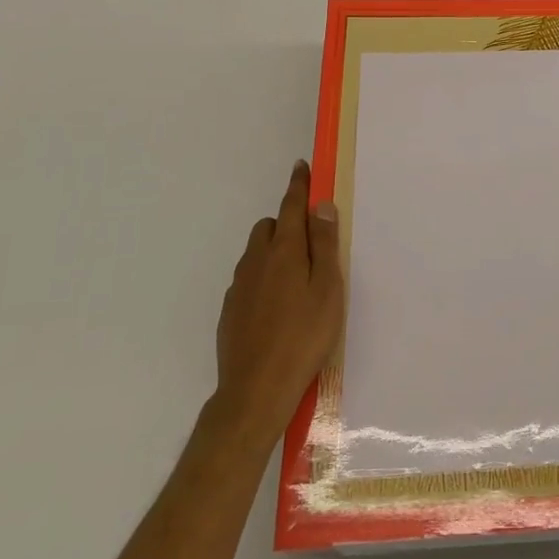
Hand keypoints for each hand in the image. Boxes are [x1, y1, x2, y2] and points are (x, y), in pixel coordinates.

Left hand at [210, 160, 345, 451]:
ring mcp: (239, 287)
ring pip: (256, 253)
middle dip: (287, 224)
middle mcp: (256, 261)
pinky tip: (278, 307)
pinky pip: (249, 279)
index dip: (298, 186)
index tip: (301, 167)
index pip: (291, 207)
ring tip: (297, 280)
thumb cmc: (304, 336)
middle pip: (269, 227)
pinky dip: (263, 278)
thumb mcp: (328, 289)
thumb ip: (325, 245)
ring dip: (275, 251)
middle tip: (311, 244)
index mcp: (284, 252)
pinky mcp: (230, 311)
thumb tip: (320, 206)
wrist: (256, 390)